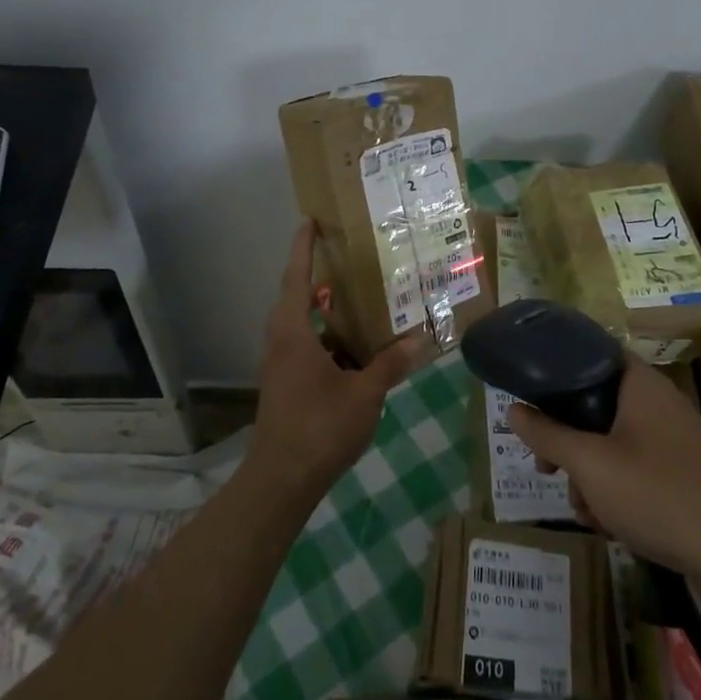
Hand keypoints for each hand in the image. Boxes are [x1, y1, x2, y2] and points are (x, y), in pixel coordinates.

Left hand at [248, 222, 430, 502]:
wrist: (281, 480)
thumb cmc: (319, 427)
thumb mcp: (363, 394)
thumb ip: (389, 365)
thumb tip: (419, 342)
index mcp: (294, 333)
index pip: (296, 277)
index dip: (302, 247)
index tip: (308, 220)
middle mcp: (282, 341)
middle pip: (298, 298)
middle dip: (318, 276)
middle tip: (346, 258)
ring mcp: (281, 365)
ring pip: (303, 326)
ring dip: (326, 312)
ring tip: (359, 302)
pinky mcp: (286, 384)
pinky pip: (307, 348)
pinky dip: (329, 341)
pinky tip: (356, 351)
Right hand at [509, 361, 700, 588]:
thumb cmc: (660, 495)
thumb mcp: (591, 465)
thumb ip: (548, 436)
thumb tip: (513, 409)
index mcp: (639, 383)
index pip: (589, 353)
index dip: (555, 369)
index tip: (528, 396)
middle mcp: (658, 402)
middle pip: (595, 404)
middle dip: (566, 440)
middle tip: (546, 468)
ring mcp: (674, 439)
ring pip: (612, 442)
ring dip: (589, 474)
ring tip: (585, 510)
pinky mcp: (685, 473)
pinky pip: (636, 467)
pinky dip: (616, 489)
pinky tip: (610, 525)